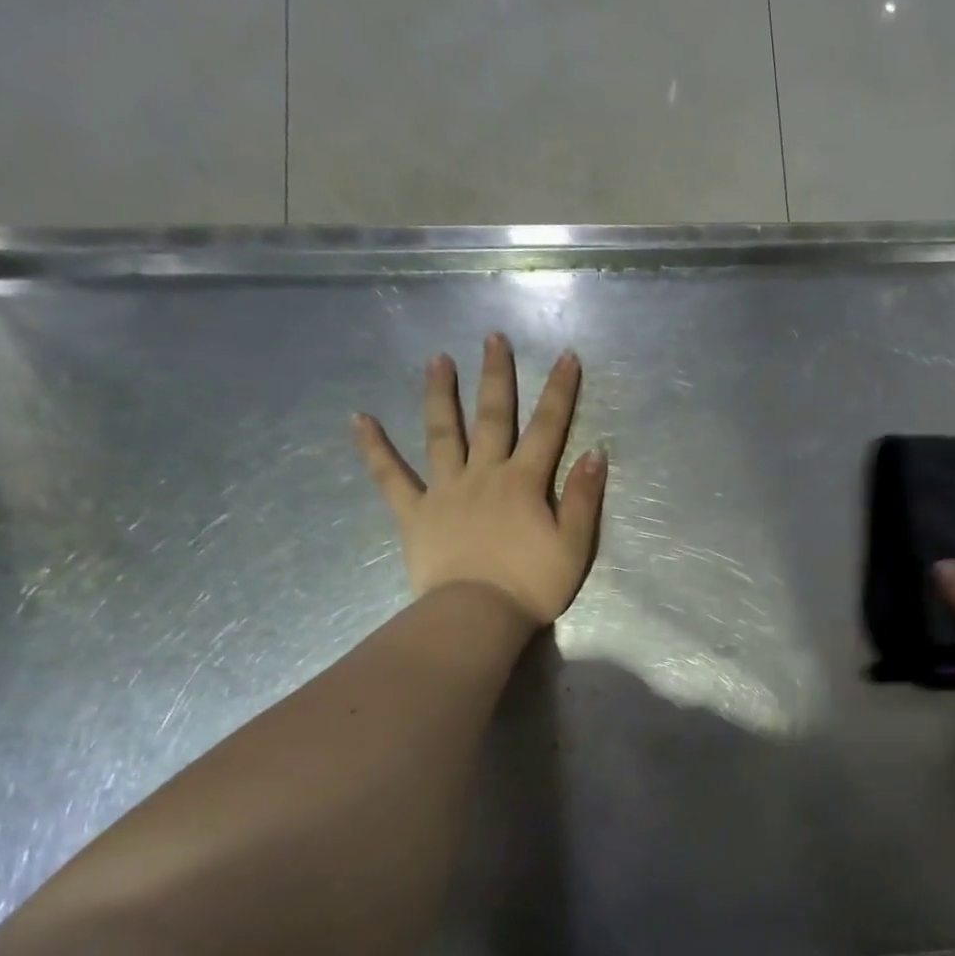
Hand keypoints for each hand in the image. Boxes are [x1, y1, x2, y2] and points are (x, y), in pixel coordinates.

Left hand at [354, 332, 607, 626]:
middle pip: (492, 418)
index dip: (560, 392)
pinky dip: (375, 448)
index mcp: (524, 482)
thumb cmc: (532, 584)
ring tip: (436, 360)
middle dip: (496, 377)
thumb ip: (582, 497)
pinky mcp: (415, 513)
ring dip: (440, 395)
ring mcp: (445, 491)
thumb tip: (594, 452)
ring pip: (442, 434)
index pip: (547, 428)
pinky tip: (360, 419)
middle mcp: (484, 475)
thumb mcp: (574, 545)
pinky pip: (391, 477)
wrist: (478, 616)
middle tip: (492, 338)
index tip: (566, 357)